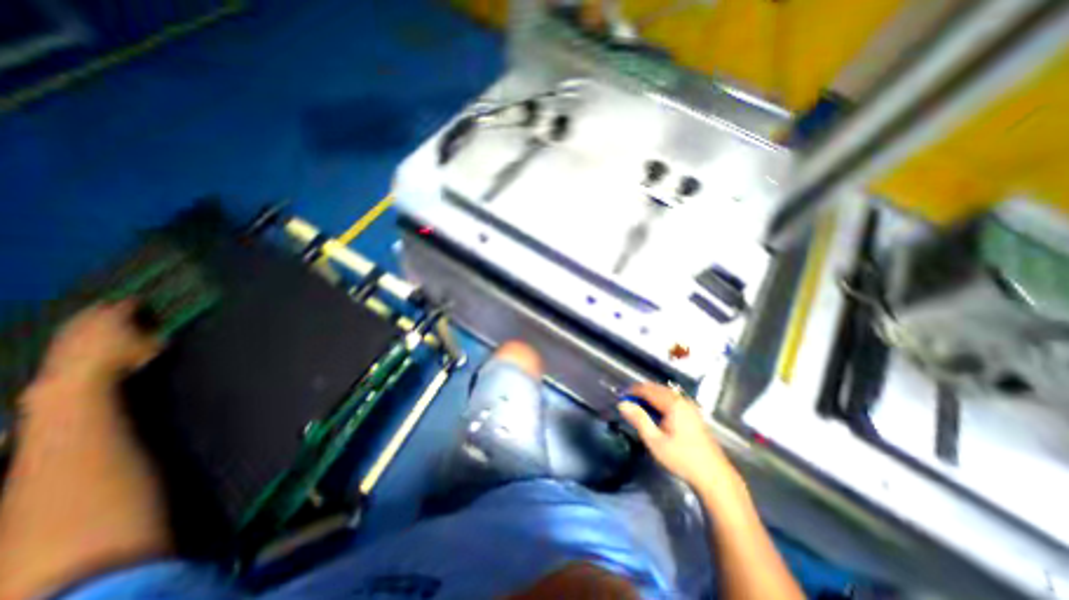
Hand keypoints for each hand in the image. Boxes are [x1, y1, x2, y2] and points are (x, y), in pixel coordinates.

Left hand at [38, 297, 158, 388]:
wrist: (77, 377)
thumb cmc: (122, 358)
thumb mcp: (153, 346)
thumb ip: (157, 334)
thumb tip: (161, 329)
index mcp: (117, 314)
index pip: (131, 301)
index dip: (142, 302)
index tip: (149, 305)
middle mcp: (92, 315)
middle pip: (103, 305)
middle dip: (115, 306)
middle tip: (127, 311)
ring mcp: (70, 327)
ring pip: (86, 316)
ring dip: (97, 317)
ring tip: (109, 324)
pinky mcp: (57, 340)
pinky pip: (74, 328)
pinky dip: (85, 329)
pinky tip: (92, 336)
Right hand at [618, 381, 736, 488]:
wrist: (714, 476)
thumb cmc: (682, 458)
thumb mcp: (655, 441)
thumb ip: (638, 419)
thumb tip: (623, 404)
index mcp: (673, 404)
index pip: (648, 389)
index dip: (632, 391)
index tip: (620, 396)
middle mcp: (682, 401)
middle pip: (657, 388)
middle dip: (641, 392)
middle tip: (627, 401)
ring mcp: (690, 407)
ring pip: (665, 394)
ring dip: (650, 396)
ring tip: (638, 406)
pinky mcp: (693, 415)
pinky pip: (672, 400)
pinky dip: (660, 401)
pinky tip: (655, 413)